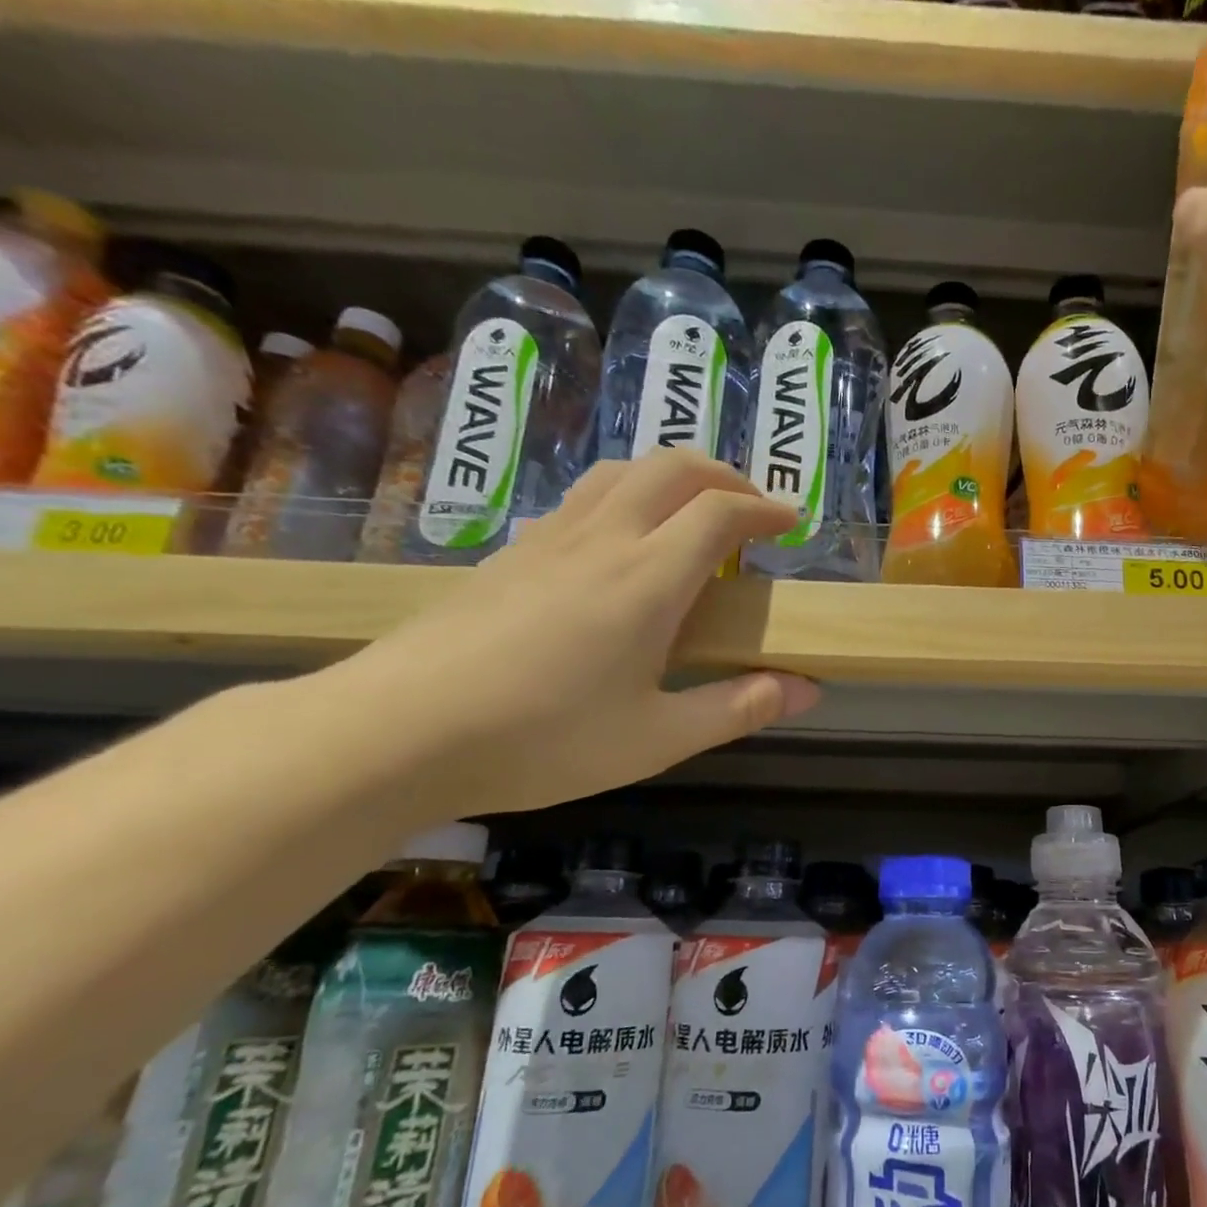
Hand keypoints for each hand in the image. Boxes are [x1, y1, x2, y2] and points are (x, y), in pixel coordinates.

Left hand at [321, 453, 819, 816]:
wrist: (399, 731)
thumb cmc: (544, 739)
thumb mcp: (658, 738)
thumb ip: (739, 707)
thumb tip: (806, 688)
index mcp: (648, 578)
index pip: (721, 512)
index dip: (765, 508)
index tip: (792, 522)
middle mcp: (602, 540)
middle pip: (671, 467)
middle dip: (723, 475)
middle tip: (750, 509)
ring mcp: (547, 540)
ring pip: (619, 472)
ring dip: (670, 477)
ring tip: (691, 515)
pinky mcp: (509, 554)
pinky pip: (581, 499)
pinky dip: (624, 497)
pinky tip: (619, 547)